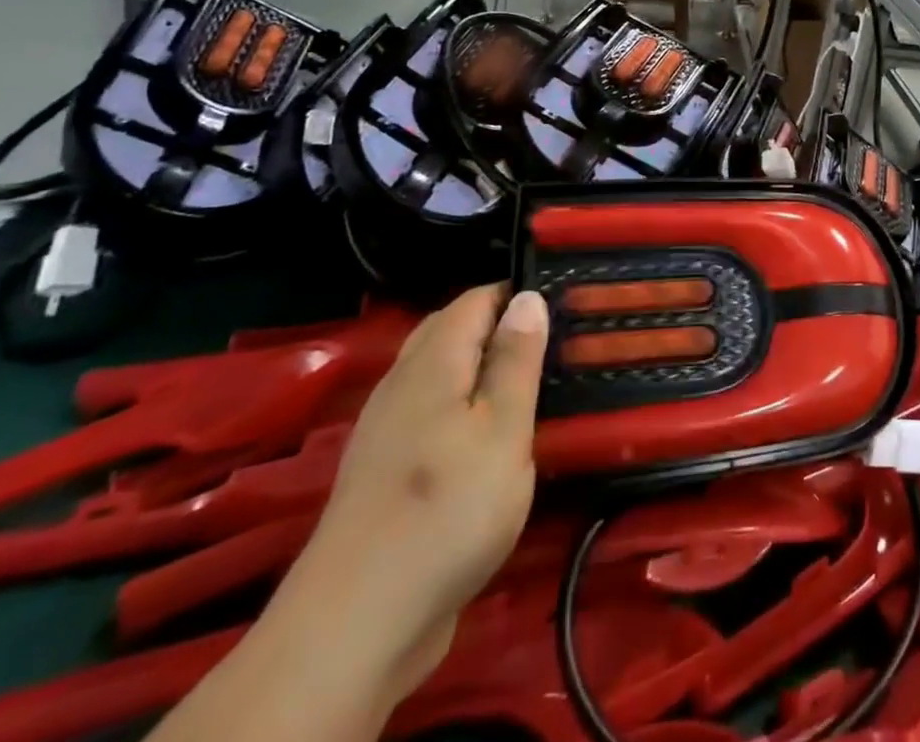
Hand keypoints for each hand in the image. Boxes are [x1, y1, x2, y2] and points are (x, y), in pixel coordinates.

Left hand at [267, 285, 549, 702]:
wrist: (356, 625)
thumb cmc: (448, 511)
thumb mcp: (504, 430)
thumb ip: (516, 360)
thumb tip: (527, 297)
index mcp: (433, 363)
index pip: (477, 299)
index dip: (518, 295)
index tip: (563, 308)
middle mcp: (402, 383)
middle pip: (451, 329)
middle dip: (498, 326)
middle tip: (550, 345)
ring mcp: (386, 428)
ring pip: (438, 372)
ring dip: (479, 368)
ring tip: (526, 386)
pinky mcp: (383, 469)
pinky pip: (427, 411)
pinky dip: (460, 405)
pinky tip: (483, 437)